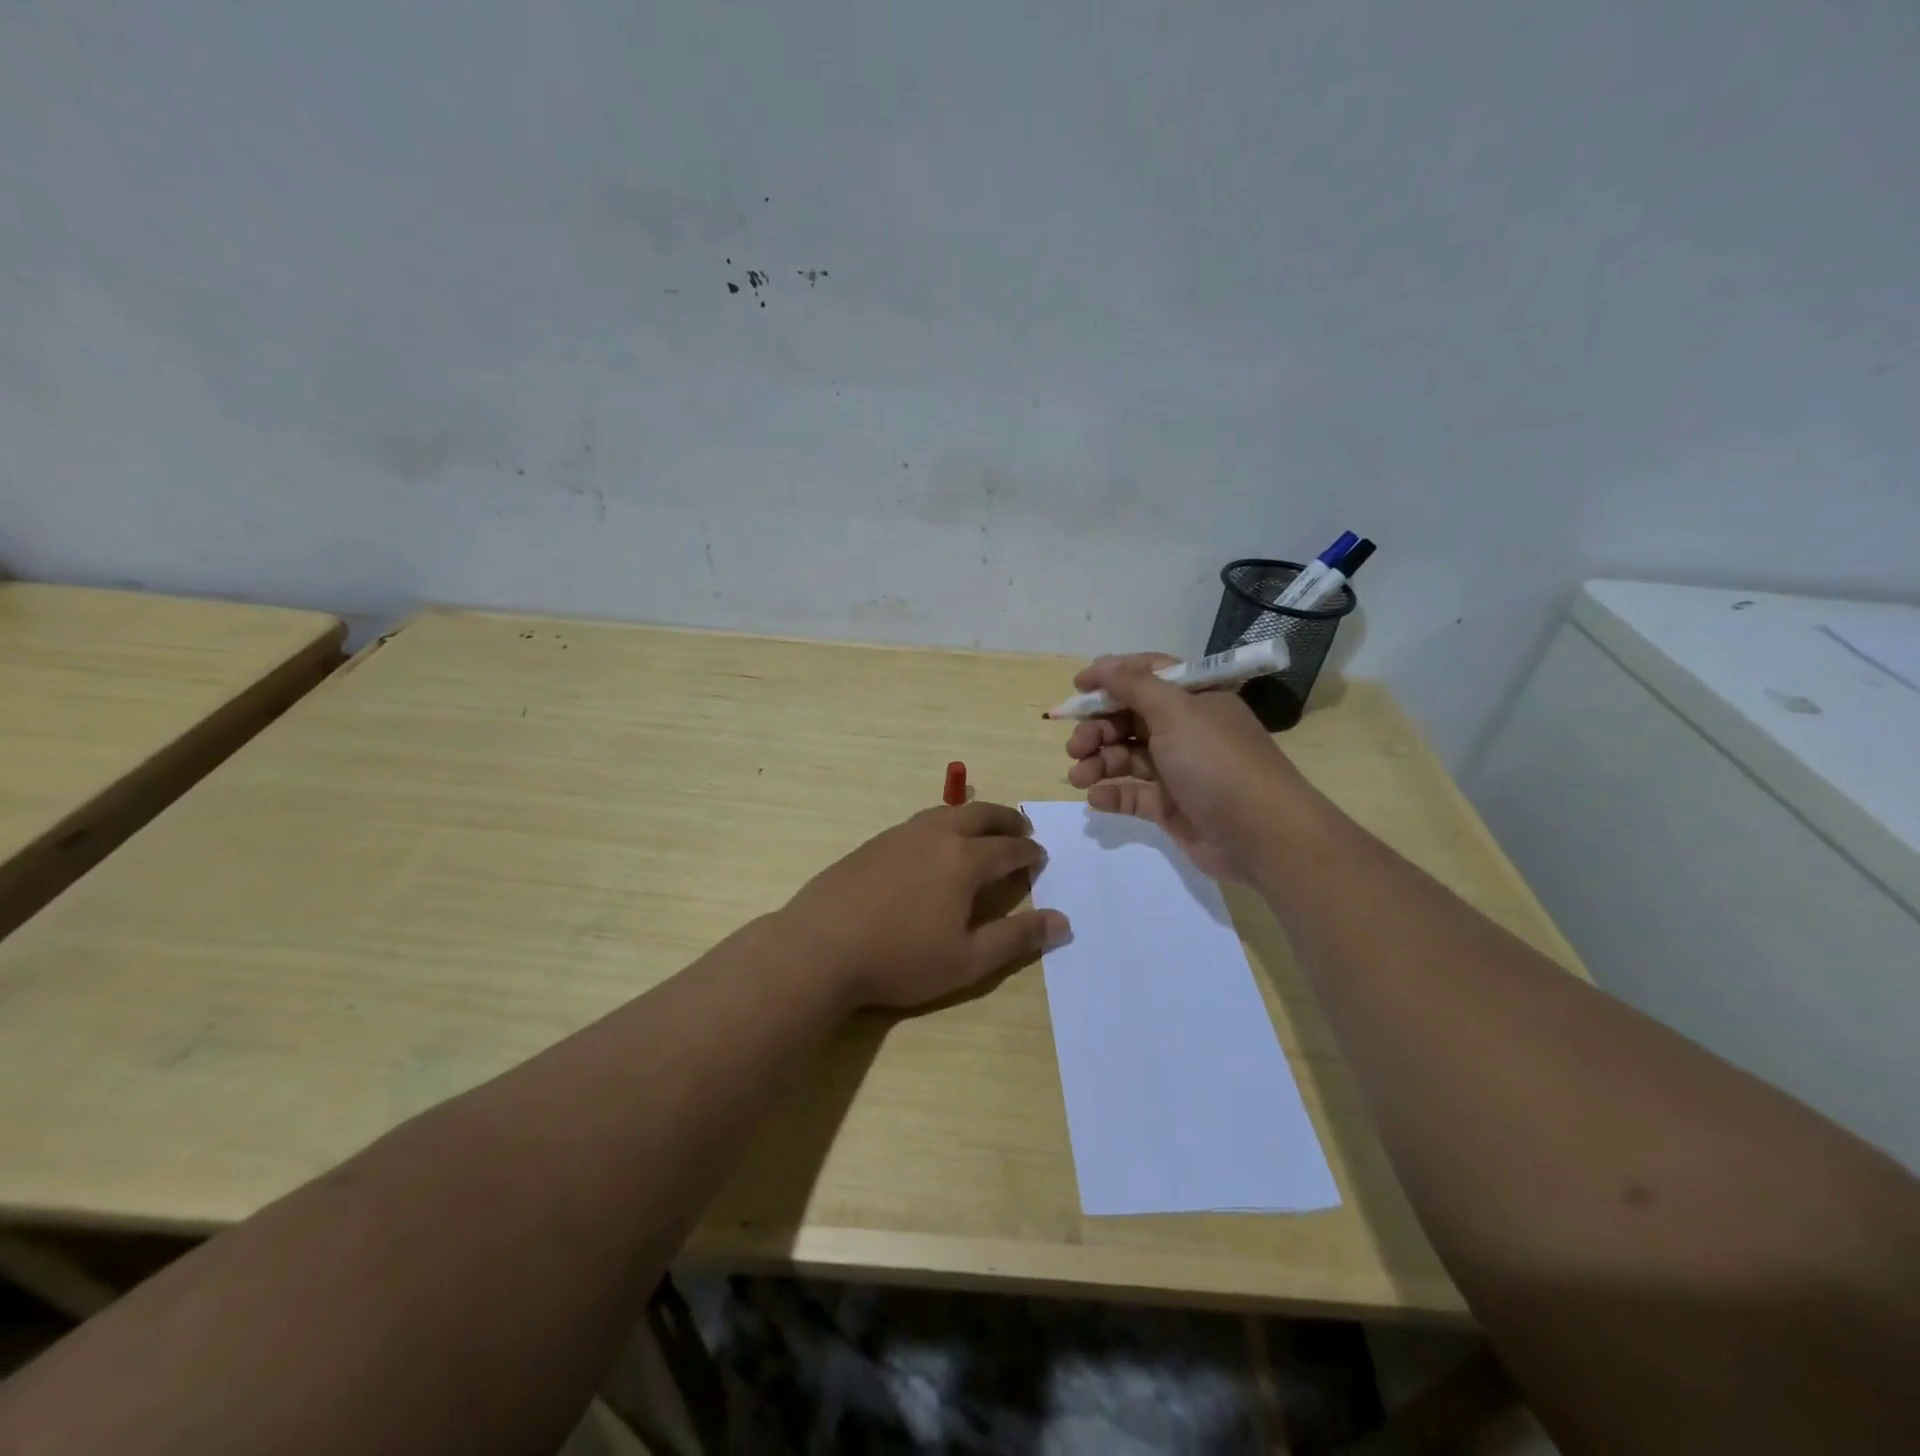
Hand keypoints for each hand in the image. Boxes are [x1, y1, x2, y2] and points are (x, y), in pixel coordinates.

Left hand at [779, 802, 1068, 1009]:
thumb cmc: (899, 959)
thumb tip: (1062, 921)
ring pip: (947, 812)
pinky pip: (919, 821)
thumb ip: (1016, 939)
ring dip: (973, 816)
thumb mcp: (967, 961)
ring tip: (982, 828)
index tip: (1040, 856)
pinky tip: (933, 843)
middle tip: (1021, 829)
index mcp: (963, 860)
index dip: (1029, 852)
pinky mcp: (873, 843)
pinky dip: (942, 823)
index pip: (1008, 848)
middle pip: (980, 815)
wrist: (819, 948)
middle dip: (1006, 820)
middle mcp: (935, 836)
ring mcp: (900, 835)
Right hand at [1064, 653, 1312, 879]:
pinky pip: (1132, 793)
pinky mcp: (1170, 806)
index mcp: (1194, 699)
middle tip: (1076, 746)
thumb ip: (1134, 686)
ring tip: (1078, 777)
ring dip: (1097, 762)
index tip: (1077, 687)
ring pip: (1126, 757)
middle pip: (1129, 718)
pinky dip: (1111, 794)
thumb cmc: (1217, 762)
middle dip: (1097, 729)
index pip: (1147, 675)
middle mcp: (1186, 729)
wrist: (1260, 835)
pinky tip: (1096, 799)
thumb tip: (1101, 665)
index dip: (1111, 677)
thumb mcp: (1176, 712)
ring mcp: (1178, 770)